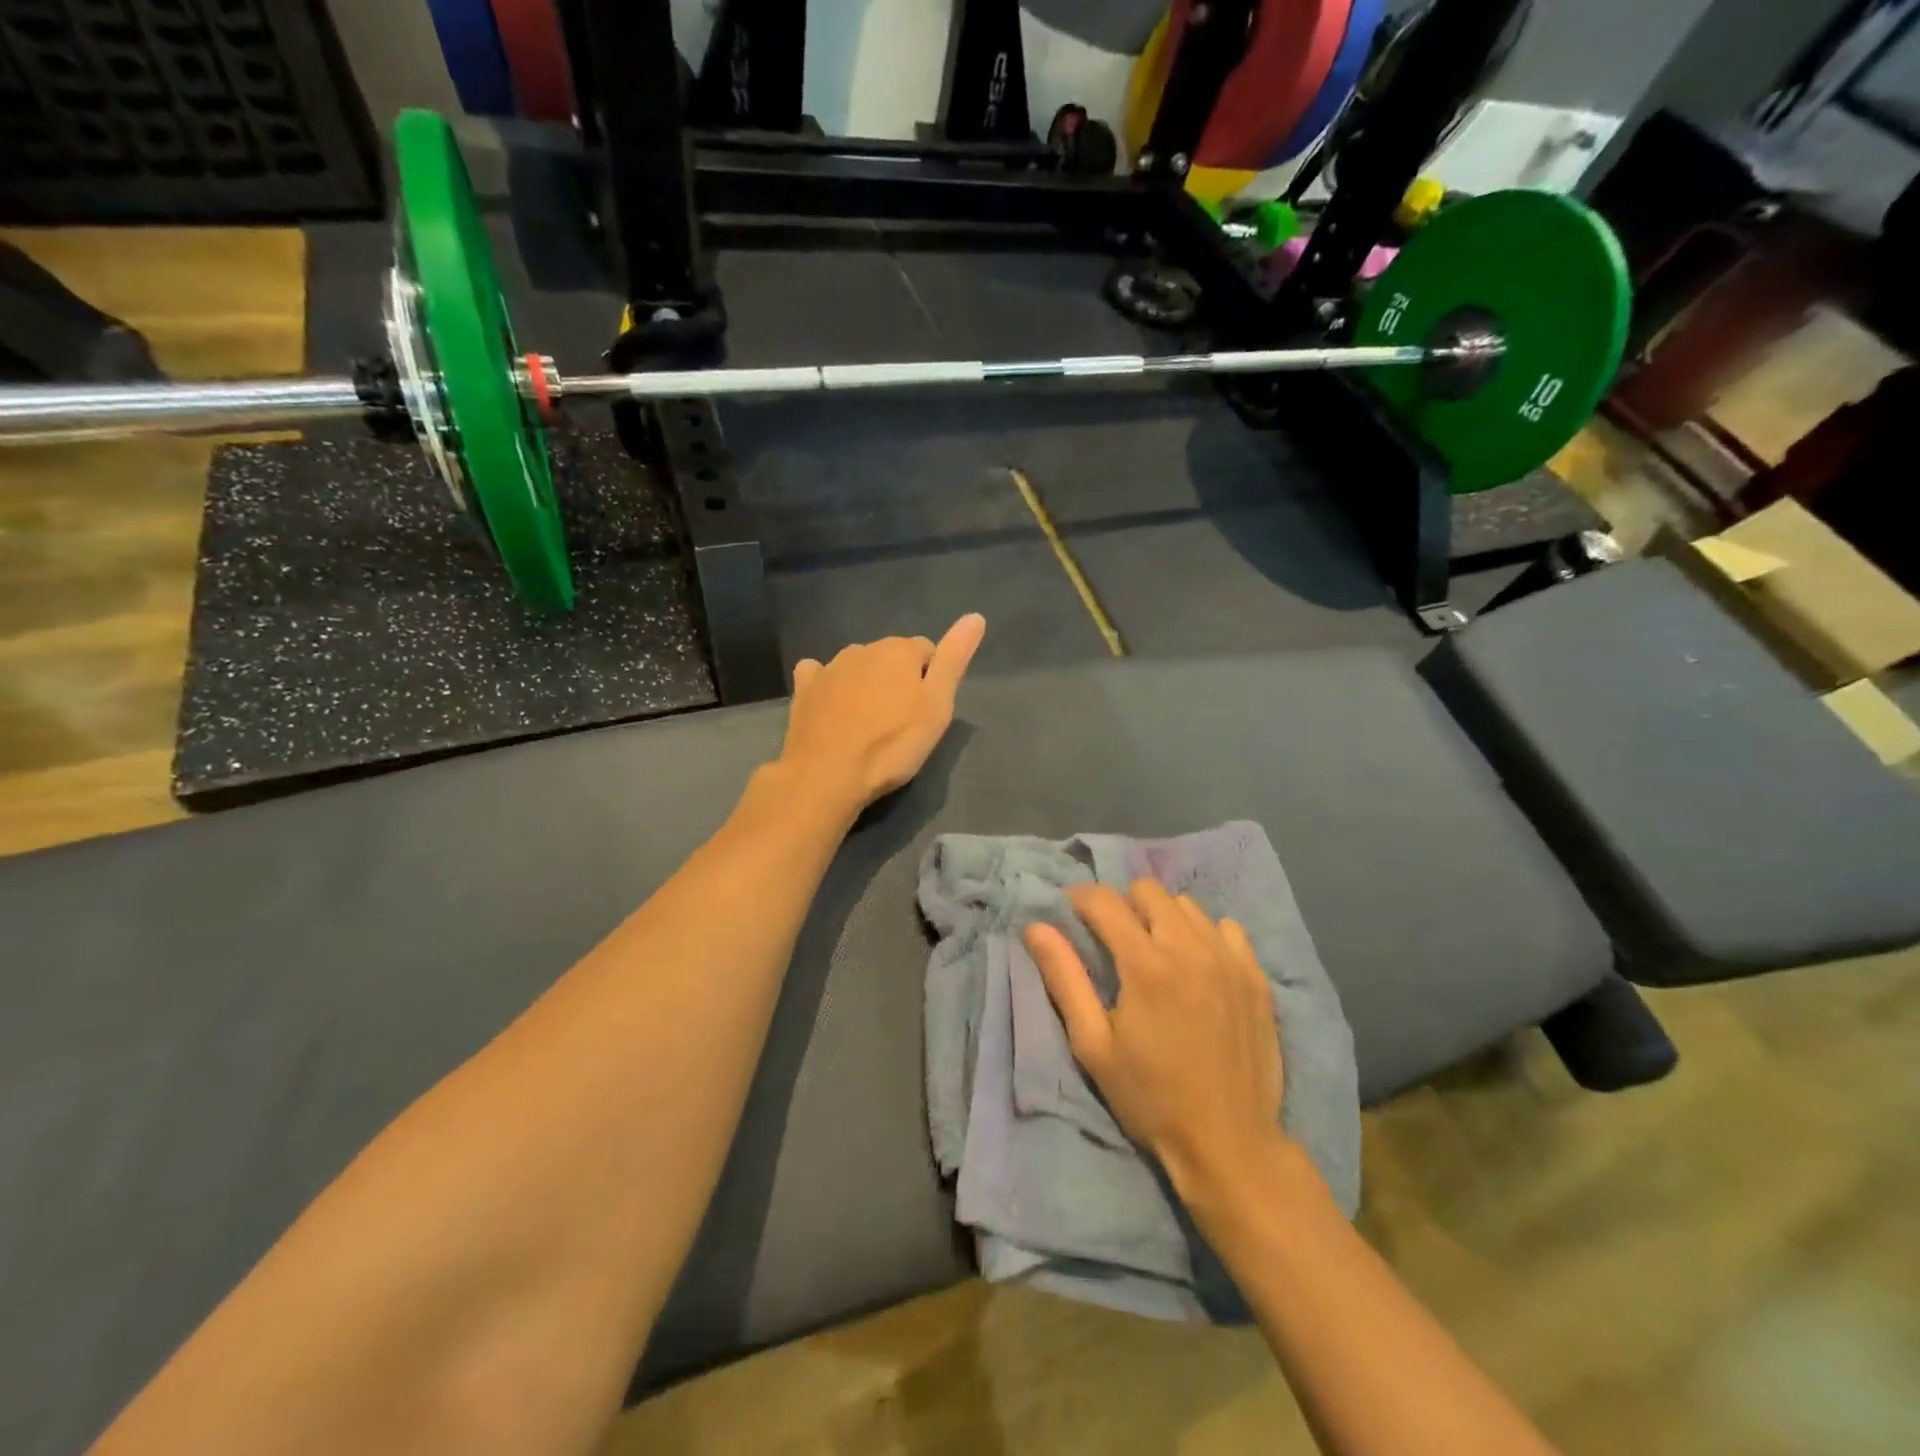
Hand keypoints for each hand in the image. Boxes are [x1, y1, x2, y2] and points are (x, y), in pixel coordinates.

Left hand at [779, 614, 986, 809]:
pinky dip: (827, 685)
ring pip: (857, 666)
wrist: (827, 774)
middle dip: (897, 680)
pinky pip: (819, 675)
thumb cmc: (892, 745)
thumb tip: (975, 616)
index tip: (927, 711)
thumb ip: (954, 660)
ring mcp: (829, 667)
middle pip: (890, 658)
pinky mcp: (804, 689)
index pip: (927, 651)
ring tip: (867, 722)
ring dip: (865, 684)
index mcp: (898, 651)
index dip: (931, 680)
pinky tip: (829, 707)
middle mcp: (862, 648)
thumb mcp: (937, 706)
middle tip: (900, 722)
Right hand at [1026, 880, 1283, 1192]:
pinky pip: (1227, 929)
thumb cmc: (1150, 1098)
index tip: (1071, 910)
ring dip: (1163, 918)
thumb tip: (1036, 928)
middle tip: (1114, 938)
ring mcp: (1230, 961)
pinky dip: (1205, 935)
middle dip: (1123, 904)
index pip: (1106, 901)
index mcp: (1146, 965)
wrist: (1229, 1144)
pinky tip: (1198, 965)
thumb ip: (1064, 978)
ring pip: (1188, 906)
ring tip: (1156, 951)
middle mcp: (1190, 949)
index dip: (1081, 898)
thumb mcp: (1093, 1045)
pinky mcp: (1256, 977)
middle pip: (1149, 890)